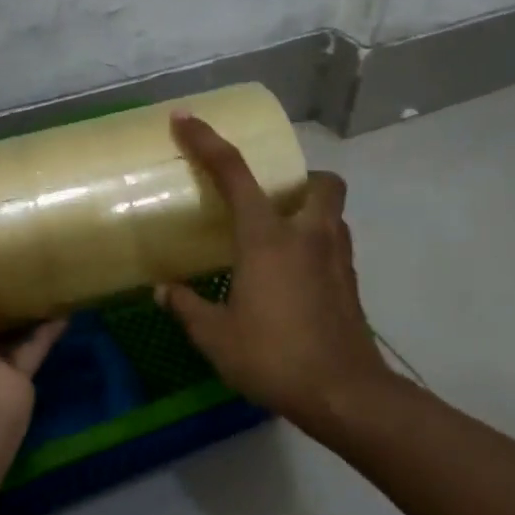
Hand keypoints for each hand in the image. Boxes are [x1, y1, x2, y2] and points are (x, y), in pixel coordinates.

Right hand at [156, 113, 392, 432]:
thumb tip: (163, 291)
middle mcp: (307, 235)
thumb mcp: (217, 337)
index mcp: (267, 238)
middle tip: (268, 198)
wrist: (346, 395)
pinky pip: (335, 244)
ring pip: (333, 212)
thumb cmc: (275, 357)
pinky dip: (317, 245)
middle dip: (298, 177)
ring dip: (311, 210)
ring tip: (279, 236)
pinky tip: (294, 275)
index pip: (234, 174)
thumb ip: (188, 308)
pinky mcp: (351, 283)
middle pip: (320, 181)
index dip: (207, 141)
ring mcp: (337, 258)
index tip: (185, 119)